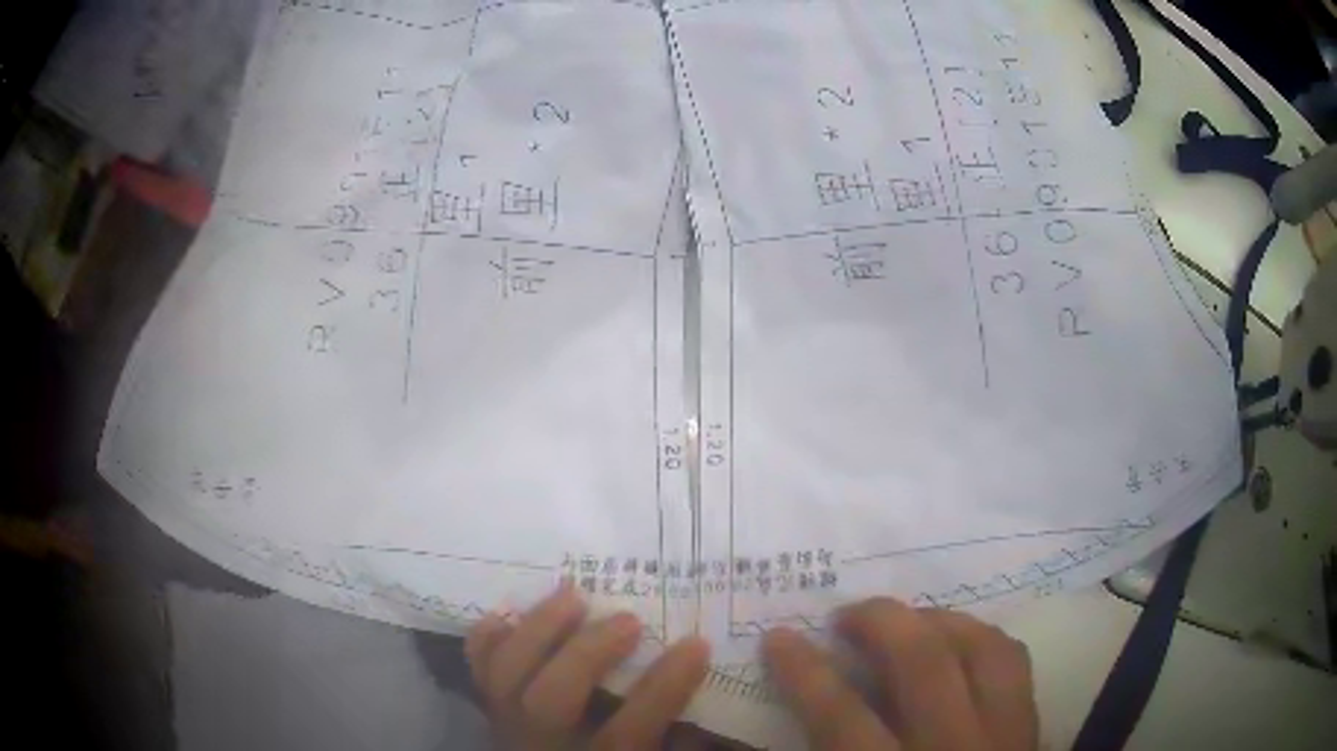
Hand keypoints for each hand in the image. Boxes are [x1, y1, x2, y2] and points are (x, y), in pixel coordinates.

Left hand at [466, 585, 711, 749]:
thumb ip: (682, 735)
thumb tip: (708, 688)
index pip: (628, 729)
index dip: (663, 688)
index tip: (696, 645)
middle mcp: (543, 744)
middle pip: (550, 699)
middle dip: (586, 653)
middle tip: (628, 619)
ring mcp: (508, 724)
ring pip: (505, 678)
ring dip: (537, 631)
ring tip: (572, 595)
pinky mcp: (491, 708)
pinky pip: (477, 672)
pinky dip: (488, 639)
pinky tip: (509, 613)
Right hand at [763, 598, 1037, 750]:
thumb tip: (780, 732)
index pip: (842, 719)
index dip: (805, 673)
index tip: (778, 638)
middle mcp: (954, 750)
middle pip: (925, 666)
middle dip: (880, 624)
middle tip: (846, 614)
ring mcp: (1004, 737)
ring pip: (983, 650)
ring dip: (938, 621)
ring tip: (905, 620)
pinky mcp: (1031, 729)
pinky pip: (1013, 661)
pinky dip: (981, 638)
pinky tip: (957, 641)